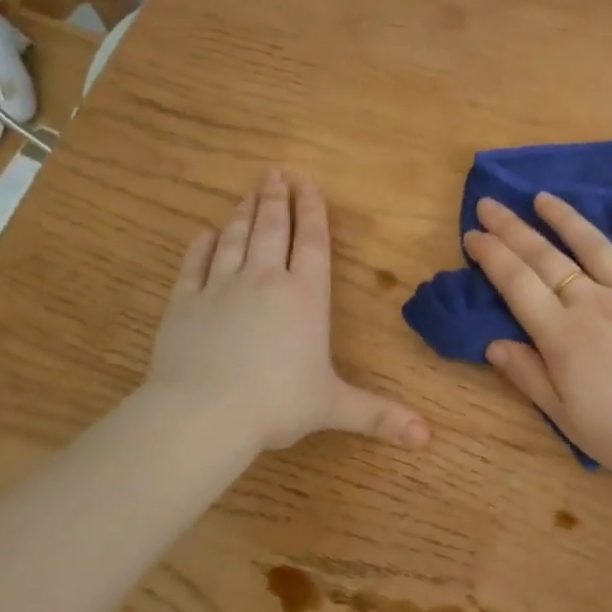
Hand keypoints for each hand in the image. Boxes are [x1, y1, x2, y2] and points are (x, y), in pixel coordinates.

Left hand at [140, 171, 430, 456]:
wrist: (203, 414)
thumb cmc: (277, 404)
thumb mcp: (335, 407)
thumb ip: (380, 415)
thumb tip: (427, 438)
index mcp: (306, 297)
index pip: (312, 243)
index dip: (313, 212)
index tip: (308, 184)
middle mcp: (265, 281)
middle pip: (272, 229)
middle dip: (277, 200)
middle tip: (276, 174)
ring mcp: (220, 288)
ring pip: (235, 240)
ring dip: (243, 214)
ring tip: (249, 193)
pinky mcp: (183, 303)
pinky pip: (194, 266)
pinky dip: (200, 247)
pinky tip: (204, 234)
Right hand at [462, 193, 611, 482]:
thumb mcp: (567, 418)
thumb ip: (529, 377)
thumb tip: (493, 343)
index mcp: (563, 336)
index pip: (517, 284)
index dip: (492, 255)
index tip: (473, 234)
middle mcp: (595, 303)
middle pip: (547, 258)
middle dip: (514, 229)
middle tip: (490, 204)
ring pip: (595, 246)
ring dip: (566, 219)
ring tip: (543, 198)